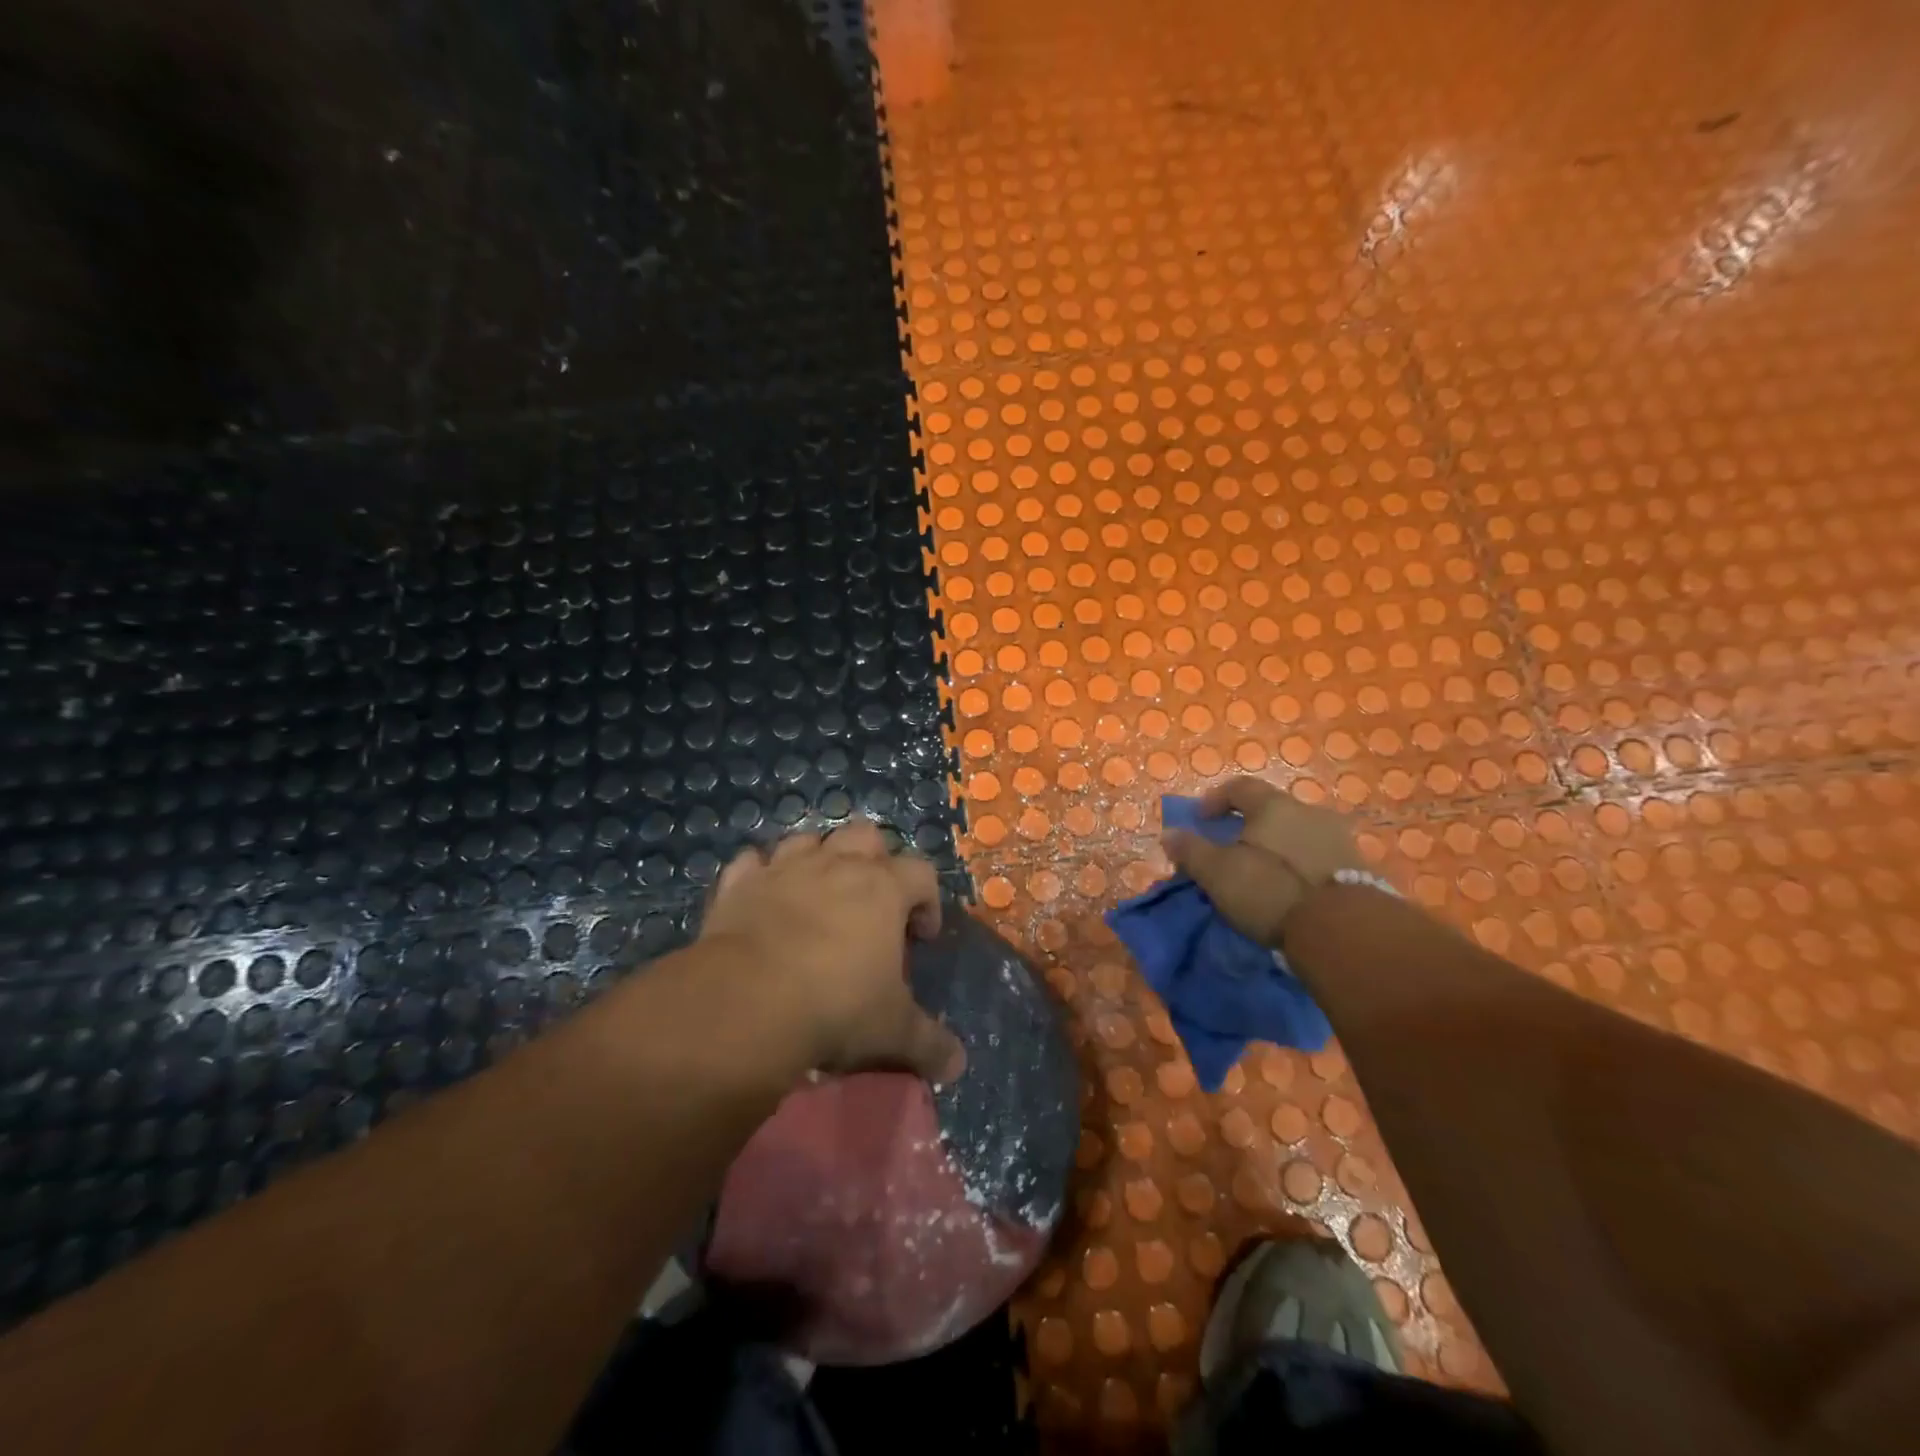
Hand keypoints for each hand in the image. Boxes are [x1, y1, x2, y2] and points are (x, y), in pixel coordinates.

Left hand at [701, 821, 966, 1083]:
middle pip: (865, 836)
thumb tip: (957, 1066)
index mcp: (884, 888)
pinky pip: (752, 862)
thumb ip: (930, 1044)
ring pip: (808, 839)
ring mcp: (784, 868)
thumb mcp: (893, 1031)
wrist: (747, 1002)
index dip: (928, 901)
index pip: (922, 873)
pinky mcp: (739, 884)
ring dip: (817, 858)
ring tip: (818, 895)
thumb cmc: (835, 1006)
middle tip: (871, 903)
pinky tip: (763, 896)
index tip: (922, 937)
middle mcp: (836, 865)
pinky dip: (760, 873)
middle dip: (874, 860)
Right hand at [1163, 777, 1364, 947]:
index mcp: (1274, 805)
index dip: (1215, 800)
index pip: (1239, 787)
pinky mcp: (1357, 868)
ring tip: (1260, 873)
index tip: (1200, 820)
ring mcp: (1338, 839)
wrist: (1343, 930)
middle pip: (1270, 810)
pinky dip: (1297, 865)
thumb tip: (1169, 834)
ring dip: (1275, 847)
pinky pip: (1316, 857)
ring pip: (1295, 833)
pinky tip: (1289, 888)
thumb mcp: (1217, 873)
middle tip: (1229, 850)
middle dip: (1246, 826)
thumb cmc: (1270, 890)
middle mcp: (1309, 812)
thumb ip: (1191, 850)